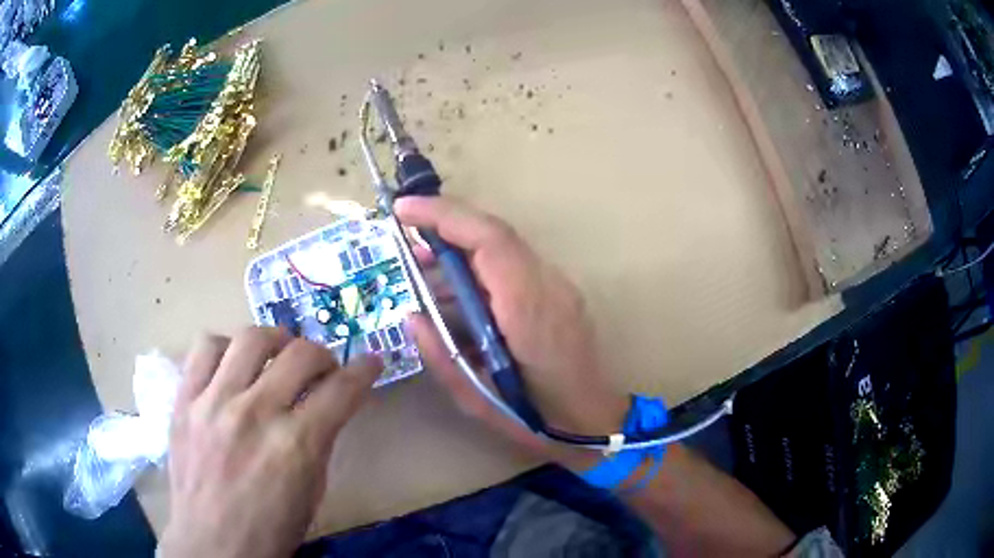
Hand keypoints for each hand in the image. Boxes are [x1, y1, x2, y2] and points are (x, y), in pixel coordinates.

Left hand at [159, 328, 380, 557]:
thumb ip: (320, 440)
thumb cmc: (270, 529)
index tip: (370, 363)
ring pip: (251, 337)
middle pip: (300, 354)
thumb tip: (329, 402)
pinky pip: (205, 346)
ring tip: (277, 356)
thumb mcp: (312, 492)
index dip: (364, 370)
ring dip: (276, 341)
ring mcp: (214, 402)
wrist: (213, 544)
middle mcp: (255, 414)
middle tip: (322, 369)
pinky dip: (226, 347)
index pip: (341, 390)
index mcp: (296, 446)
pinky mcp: (185, 399)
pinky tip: (233, 365)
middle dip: (323, 355)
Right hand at [395, 196, 628, 465]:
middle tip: (408, 242)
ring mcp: (559, 287)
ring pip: (505, 246)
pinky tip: (458, 288)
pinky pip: (514, 264)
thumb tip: (413, 316)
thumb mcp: (476, 398)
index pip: (489, 241)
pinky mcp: (560, 293)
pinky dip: (479, 264)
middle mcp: (548, 287)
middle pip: (496, 234)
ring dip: (462, 246)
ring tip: (425, 266)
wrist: (593, 423)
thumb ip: (440, 354)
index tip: (404, 210)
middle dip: (447, 225)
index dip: (445, 216)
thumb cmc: (536, 420)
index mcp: (528, 310)